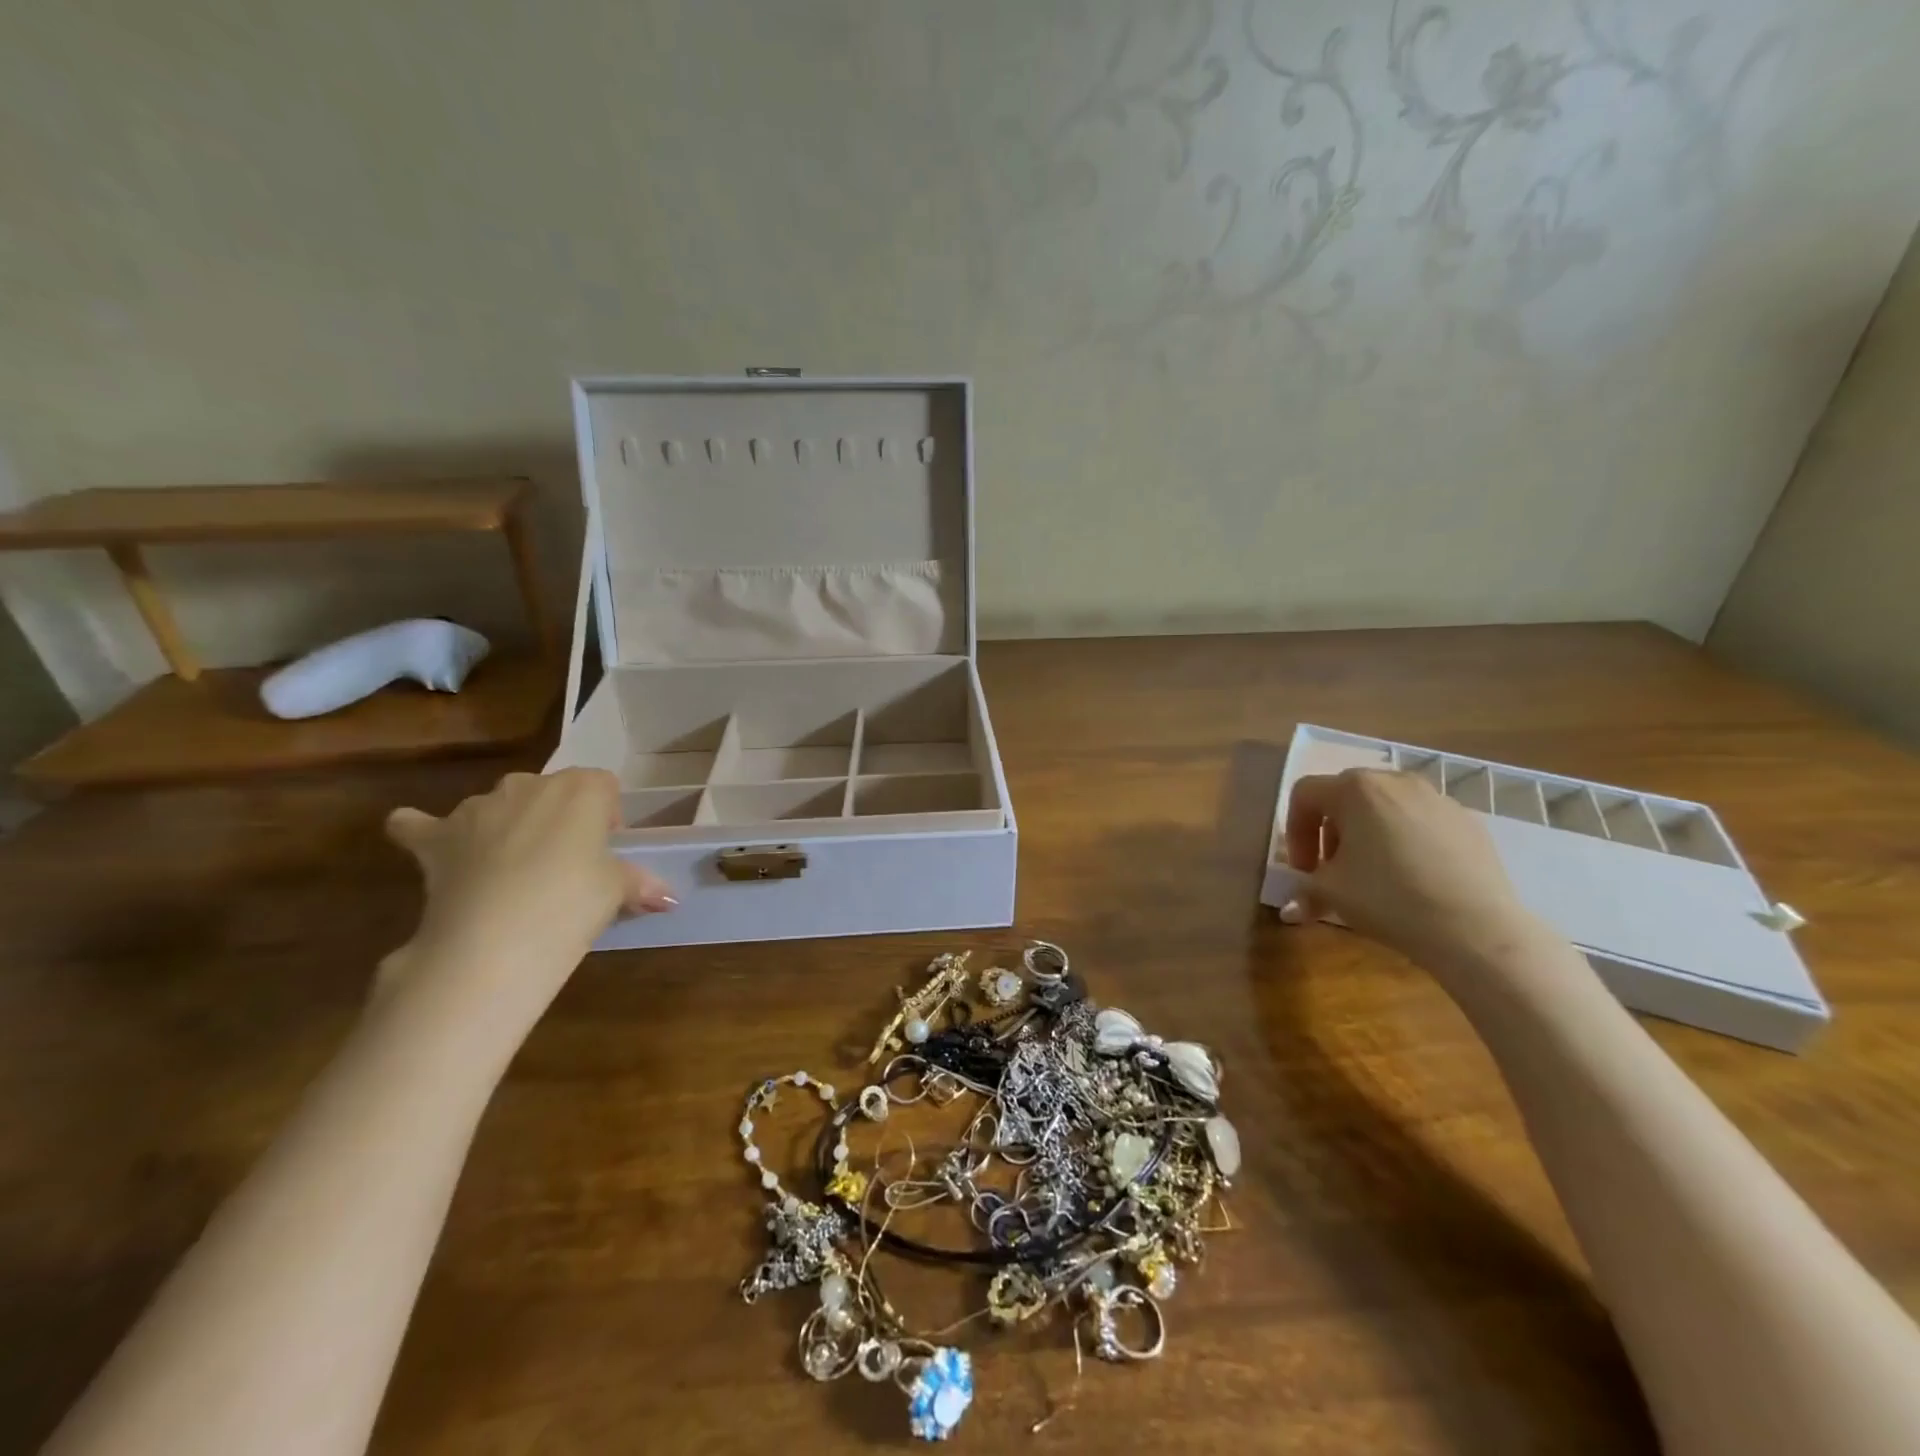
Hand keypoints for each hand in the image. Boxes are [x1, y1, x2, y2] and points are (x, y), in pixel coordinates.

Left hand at [381, 770, 673, 1024]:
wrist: (491, 940)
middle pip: (550, 790)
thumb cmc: (571, 904)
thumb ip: (638, 883)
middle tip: (564, 866)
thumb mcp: (616, 892)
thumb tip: (667, 897)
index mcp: (582, 789)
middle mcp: (529, 785)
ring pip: (496, 805)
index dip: (607, 818)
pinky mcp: (435, 837)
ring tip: (510, 872)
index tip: (604, 853)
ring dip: (504, 826)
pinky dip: (424, 832)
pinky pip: (421, 825)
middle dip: (557, 819)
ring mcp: (477, 807)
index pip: (603, 786)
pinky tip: (432, 849)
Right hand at [1283, 769, 1540, 973]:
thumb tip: (1292, 906)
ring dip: (1368, 834)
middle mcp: (1395, 781)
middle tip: (1333, 869)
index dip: (1295, 832)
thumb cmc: (1389, 899)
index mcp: (1355, 789)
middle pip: (1345, 796)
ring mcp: (1436, 797)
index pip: (1305, 796)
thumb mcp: (1331, 894)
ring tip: (1374, 873)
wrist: (1476, 929)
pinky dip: (1406, 841)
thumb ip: (1304, 889)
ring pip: (1386, 807)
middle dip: (1330, 832)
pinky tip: (1414, 878)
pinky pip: (1421, 822)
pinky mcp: (1467, 820)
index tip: (1304, 869)